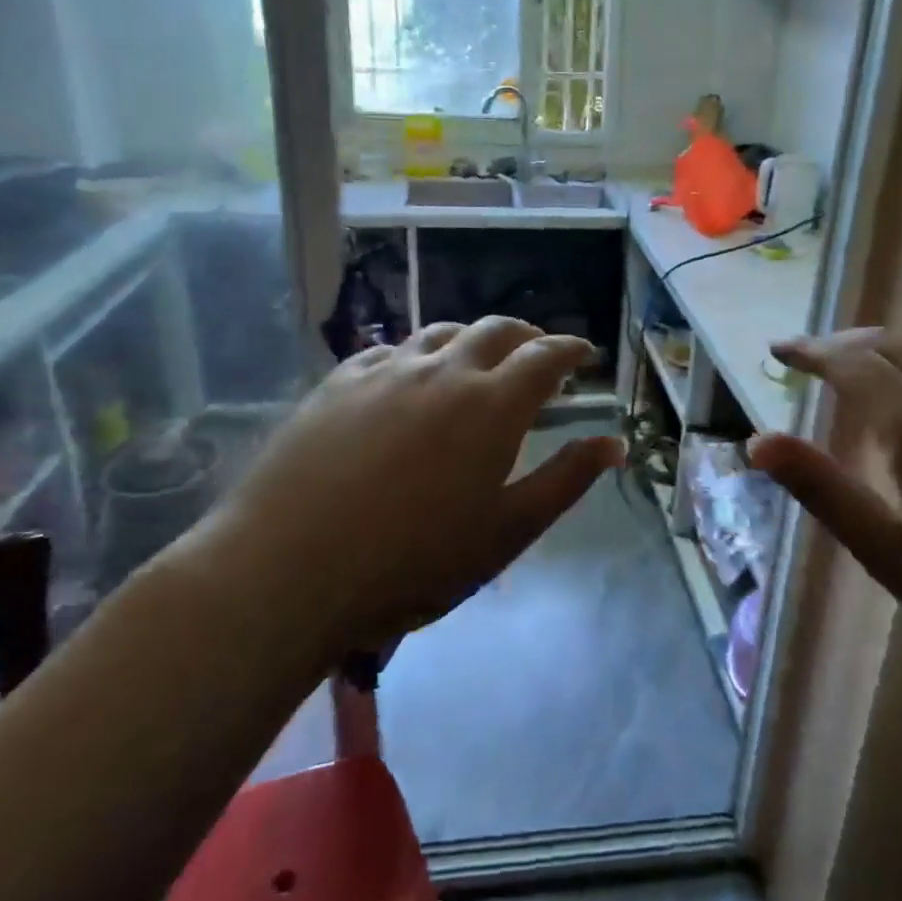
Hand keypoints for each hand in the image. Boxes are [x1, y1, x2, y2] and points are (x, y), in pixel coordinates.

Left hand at [195, 317, 623, 656]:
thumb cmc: (412, 563)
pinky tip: (409, 376)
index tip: (585, 354)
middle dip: (527, 335)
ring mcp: (386, 370)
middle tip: (538, 354)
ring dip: (472, 338)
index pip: (546, 356)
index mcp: (492, 405)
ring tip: (478, 360)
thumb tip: (614, 443)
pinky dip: (417, 354)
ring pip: (442, 333)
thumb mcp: (506, 532)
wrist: (287, 570)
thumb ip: (566, 481)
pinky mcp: (338, 382)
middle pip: (497, 329)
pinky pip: (390, 350)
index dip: (572, 349)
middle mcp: (444, 370)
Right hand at [747, 328, 901, 685]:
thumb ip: (822, 489)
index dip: (809, 352)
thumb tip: (757, 442)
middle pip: (892, 346)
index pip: (850, 364)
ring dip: (885, 354)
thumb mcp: (890, 552)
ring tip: (856, 373)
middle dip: (844, 344)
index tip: (777, 350)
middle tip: (809, 357)